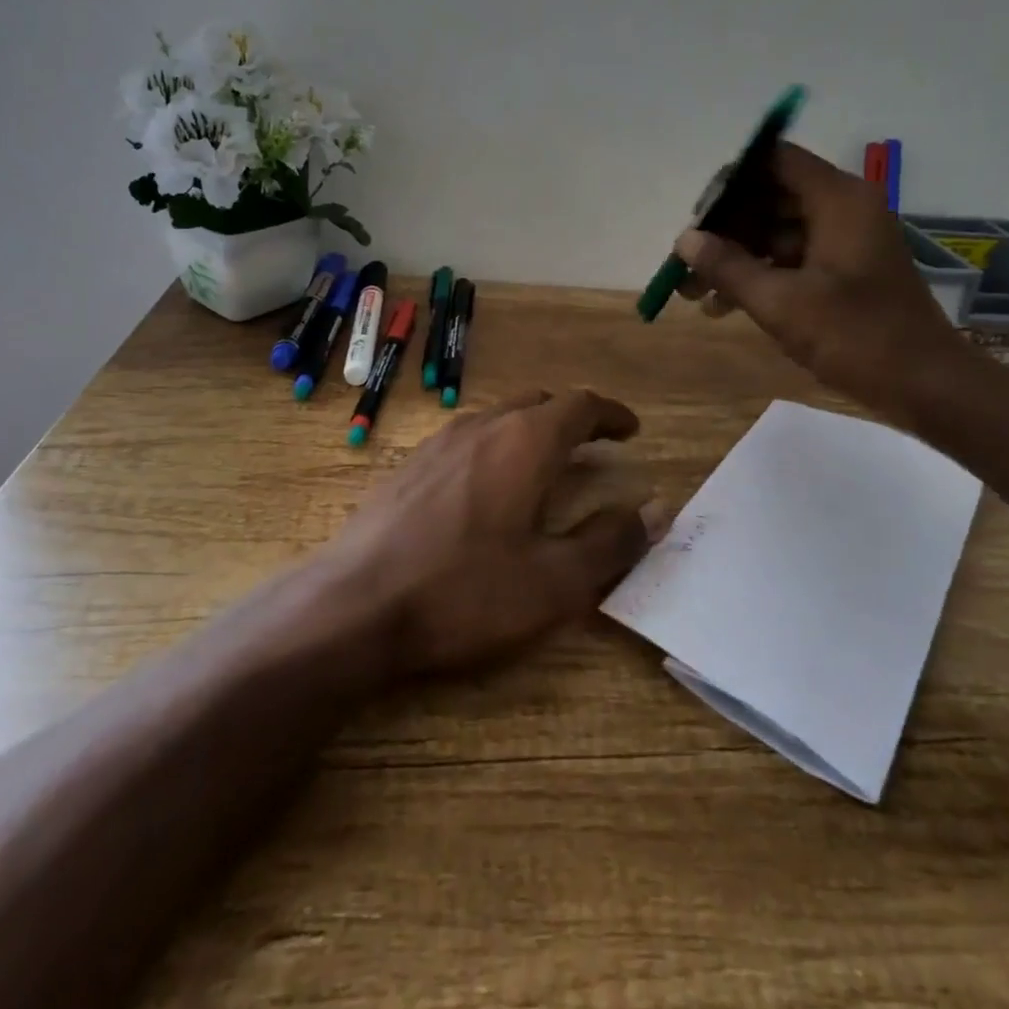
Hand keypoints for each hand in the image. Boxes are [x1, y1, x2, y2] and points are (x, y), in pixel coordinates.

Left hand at [326, 389, 668, 676]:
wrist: (354, 604)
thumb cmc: (465, 592)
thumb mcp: (554, 581)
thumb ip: (610, 542)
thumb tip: (655, 510)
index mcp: (525, 441)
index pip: (581, 405)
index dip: (611, 414)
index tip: (630, 431)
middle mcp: (483, 426)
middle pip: (539, 403)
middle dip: (572, 419)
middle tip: (593, 447)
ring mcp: (439, 441)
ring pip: (499, 417)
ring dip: (531, 431)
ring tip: (545, 464)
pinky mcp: (409, 464)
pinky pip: (467, 438)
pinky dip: (496, 447)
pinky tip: (487, 488)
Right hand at [675, 142, 977, 425]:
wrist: (927, 386)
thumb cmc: (856, 336)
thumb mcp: (781, 303)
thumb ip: (728, 266)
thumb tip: (684, 239)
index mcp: (838, 200)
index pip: (774, 161)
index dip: (730, 183)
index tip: (696, 216)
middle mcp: (844, 209)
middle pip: (771, 197)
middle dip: (725, 229)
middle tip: (686, 261)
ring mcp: (846, 241)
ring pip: (777, 232)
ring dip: (736, 257)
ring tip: (694, 292)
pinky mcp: (846, 271)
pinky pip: (793, 258)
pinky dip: (760, 275)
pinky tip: (723, 306)